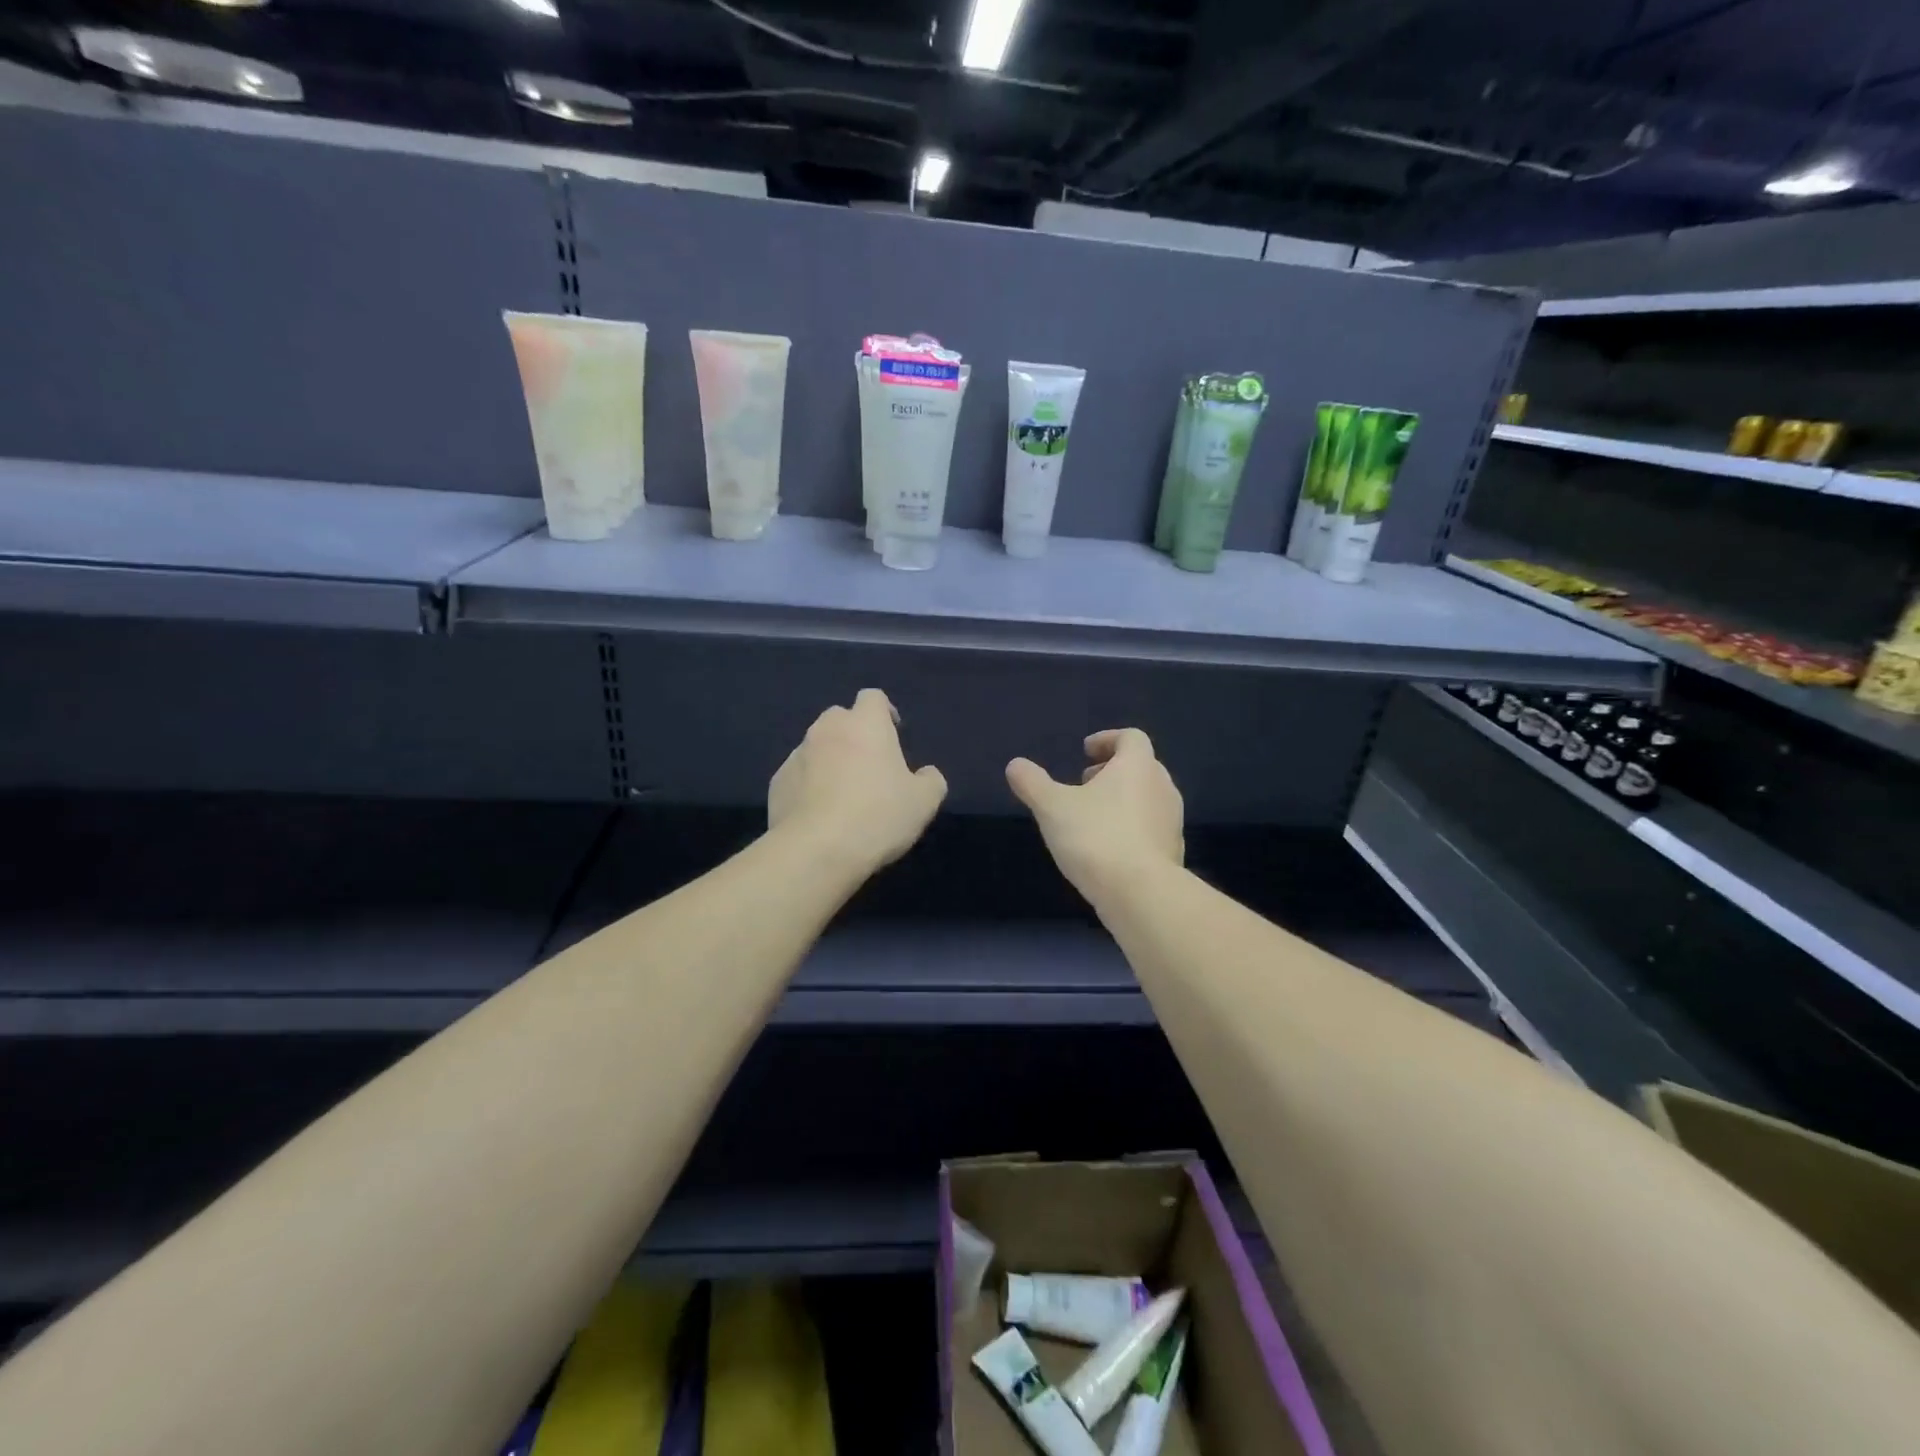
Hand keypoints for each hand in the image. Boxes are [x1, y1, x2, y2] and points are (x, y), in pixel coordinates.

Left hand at [769, 689, 946, 873]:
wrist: (816, 850)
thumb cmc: (877, 816)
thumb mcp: (924, 802)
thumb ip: (930, 780)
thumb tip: (925, 774)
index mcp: (865, 724)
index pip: (873, 698)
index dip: (884, 712)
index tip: (893, 733)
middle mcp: (827, 729)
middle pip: (840, 717)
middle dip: (853, 733)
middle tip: (868, 764)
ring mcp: (797, 755)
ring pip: (816, 746)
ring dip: (829, 758)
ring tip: (842, 792)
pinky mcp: (777, 782)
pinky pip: (798, 774)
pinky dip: (808, 784)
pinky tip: (819, 812)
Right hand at [1006, 728, 1183, 900]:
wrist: (1141, 893)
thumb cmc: (1095, 837)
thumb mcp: (1051, 807)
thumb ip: (1032, 783)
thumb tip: (1015, 765)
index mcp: (1138, 766)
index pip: (1131, 737)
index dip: (1107, 739)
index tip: (1086, 751)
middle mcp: (1162, 787)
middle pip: (1141, 766)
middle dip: (1112, 770)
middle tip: (1084, 782)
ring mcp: (1172, 821)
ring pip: (1147, 798)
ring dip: (1122, 800)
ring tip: (1092, 817)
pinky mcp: (1173, 851)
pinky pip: (1151, 828)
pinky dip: (1131, 828)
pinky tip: (1108, 848)